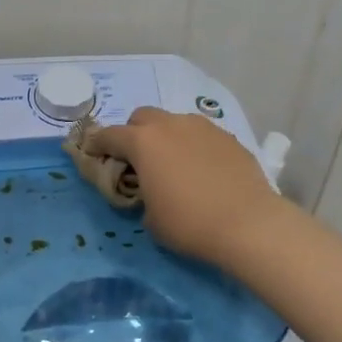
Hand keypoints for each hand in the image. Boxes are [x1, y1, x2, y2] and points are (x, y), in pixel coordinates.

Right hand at [84, 107, 289, 264]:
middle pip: (142, 117)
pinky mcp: (228, 137)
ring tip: (172, 164)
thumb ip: (141, 195)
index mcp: (142, 142)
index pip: (108, 135)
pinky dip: (192, 146)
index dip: (97, 145)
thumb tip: (150, 191)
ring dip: (165, 137)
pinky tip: (201, 170)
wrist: (248, 224)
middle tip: (136, 160)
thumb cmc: (189, 223)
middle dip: (133, 134)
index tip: (93, 154)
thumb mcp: (150, 217)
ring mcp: (202, 127)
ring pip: (174, 122)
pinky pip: (200, 135)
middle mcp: (170, 125)